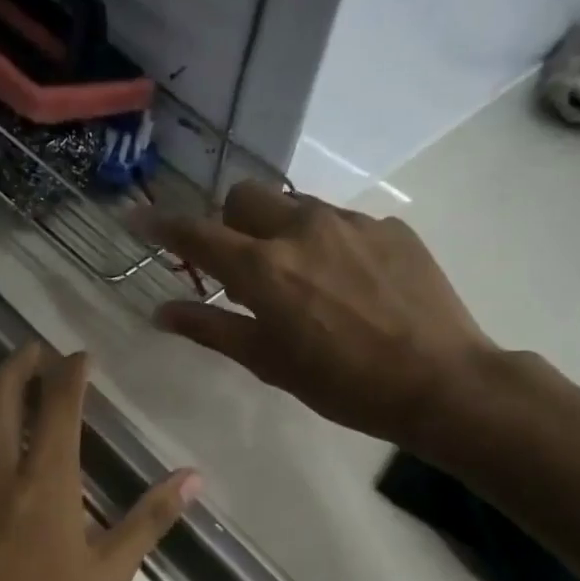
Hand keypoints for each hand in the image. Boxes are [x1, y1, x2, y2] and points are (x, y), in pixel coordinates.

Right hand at [134, 183, 498, 453]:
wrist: (441, 381)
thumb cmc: (343, 384)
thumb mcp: (268, 363)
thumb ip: (211, 328)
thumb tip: (161, 312)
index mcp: (264, 268)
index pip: (197, 234)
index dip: (161, 225)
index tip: (138, 218)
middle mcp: (302, 229)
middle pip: (245, 196)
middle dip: (231, 221)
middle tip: (243, 264)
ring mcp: (351, 222)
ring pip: (295, 206)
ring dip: (281, 231)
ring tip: (304, 279)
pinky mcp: (390, 226)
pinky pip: (342, 222)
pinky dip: (328, 244)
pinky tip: (351, 285)